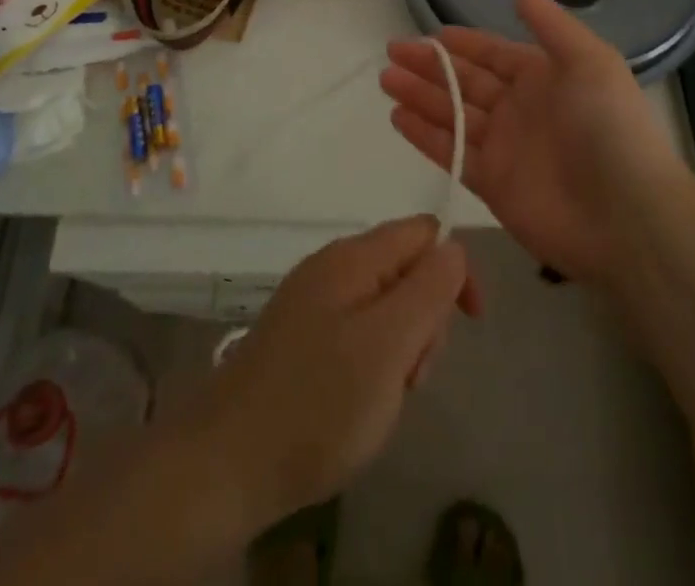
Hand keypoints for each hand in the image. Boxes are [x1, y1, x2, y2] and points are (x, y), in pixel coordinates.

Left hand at [195, 217, 480, 527]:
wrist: (227, 461)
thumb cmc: (319, 401)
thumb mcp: (389, 345)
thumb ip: (428, 290)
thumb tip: (455, 246)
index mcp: (353, 257)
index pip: (423, 232)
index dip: (453, 270)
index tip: (467, 323)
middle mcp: (332, 267)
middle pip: (405, 271)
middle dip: (424, 321)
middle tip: (411, 375)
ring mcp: (313, 302)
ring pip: (384, 308)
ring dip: (400, 350)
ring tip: (383, 398)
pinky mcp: (301, 337)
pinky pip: (357, 334)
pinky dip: (373, 365)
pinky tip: (360, 403)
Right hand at [382, 0, 675, 282]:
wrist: (628, 216)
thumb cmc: (609, 127)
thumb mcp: (587, 60)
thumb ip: (547, 21)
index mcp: (543, 77)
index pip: (492, 54)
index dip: (461, 43)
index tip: (427, 34)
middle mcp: (519, 108)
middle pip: (465, 81)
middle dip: (430, 66)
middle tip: (391, 52)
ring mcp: (504, 148)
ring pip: (452, 114)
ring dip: (419, 96)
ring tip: (385, 80)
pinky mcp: (492, 185)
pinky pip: (451, 153)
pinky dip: (424, 136)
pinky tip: (397, 118)